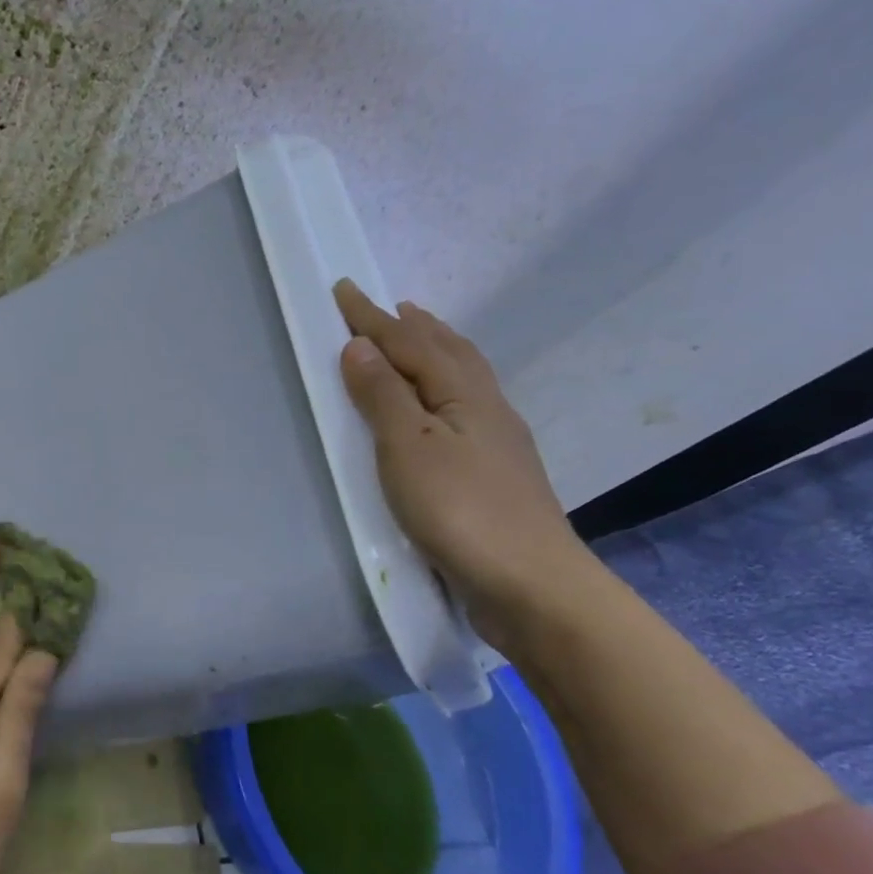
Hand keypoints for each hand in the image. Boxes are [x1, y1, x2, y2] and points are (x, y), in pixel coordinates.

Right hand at [332, 279, 595, 648]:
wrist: (529, 583)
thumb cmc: (460, 510)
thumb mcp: (409, 448)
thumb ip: (383, 396)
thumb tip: (359, 346)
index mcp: (463, 393)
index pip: (410, 343)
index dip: (373, 318)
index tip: (344, 290)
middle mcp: (486, 406)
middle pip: (448, 352)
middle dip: (414, 327)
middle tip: (392, 307)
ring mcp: (497, 440)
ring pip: (463, 378)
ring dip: (436, 352)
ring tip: (418, 340)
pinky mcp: (496, 472)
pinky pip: (466, 407)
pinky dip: (446, 389)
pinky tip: (442, 407)